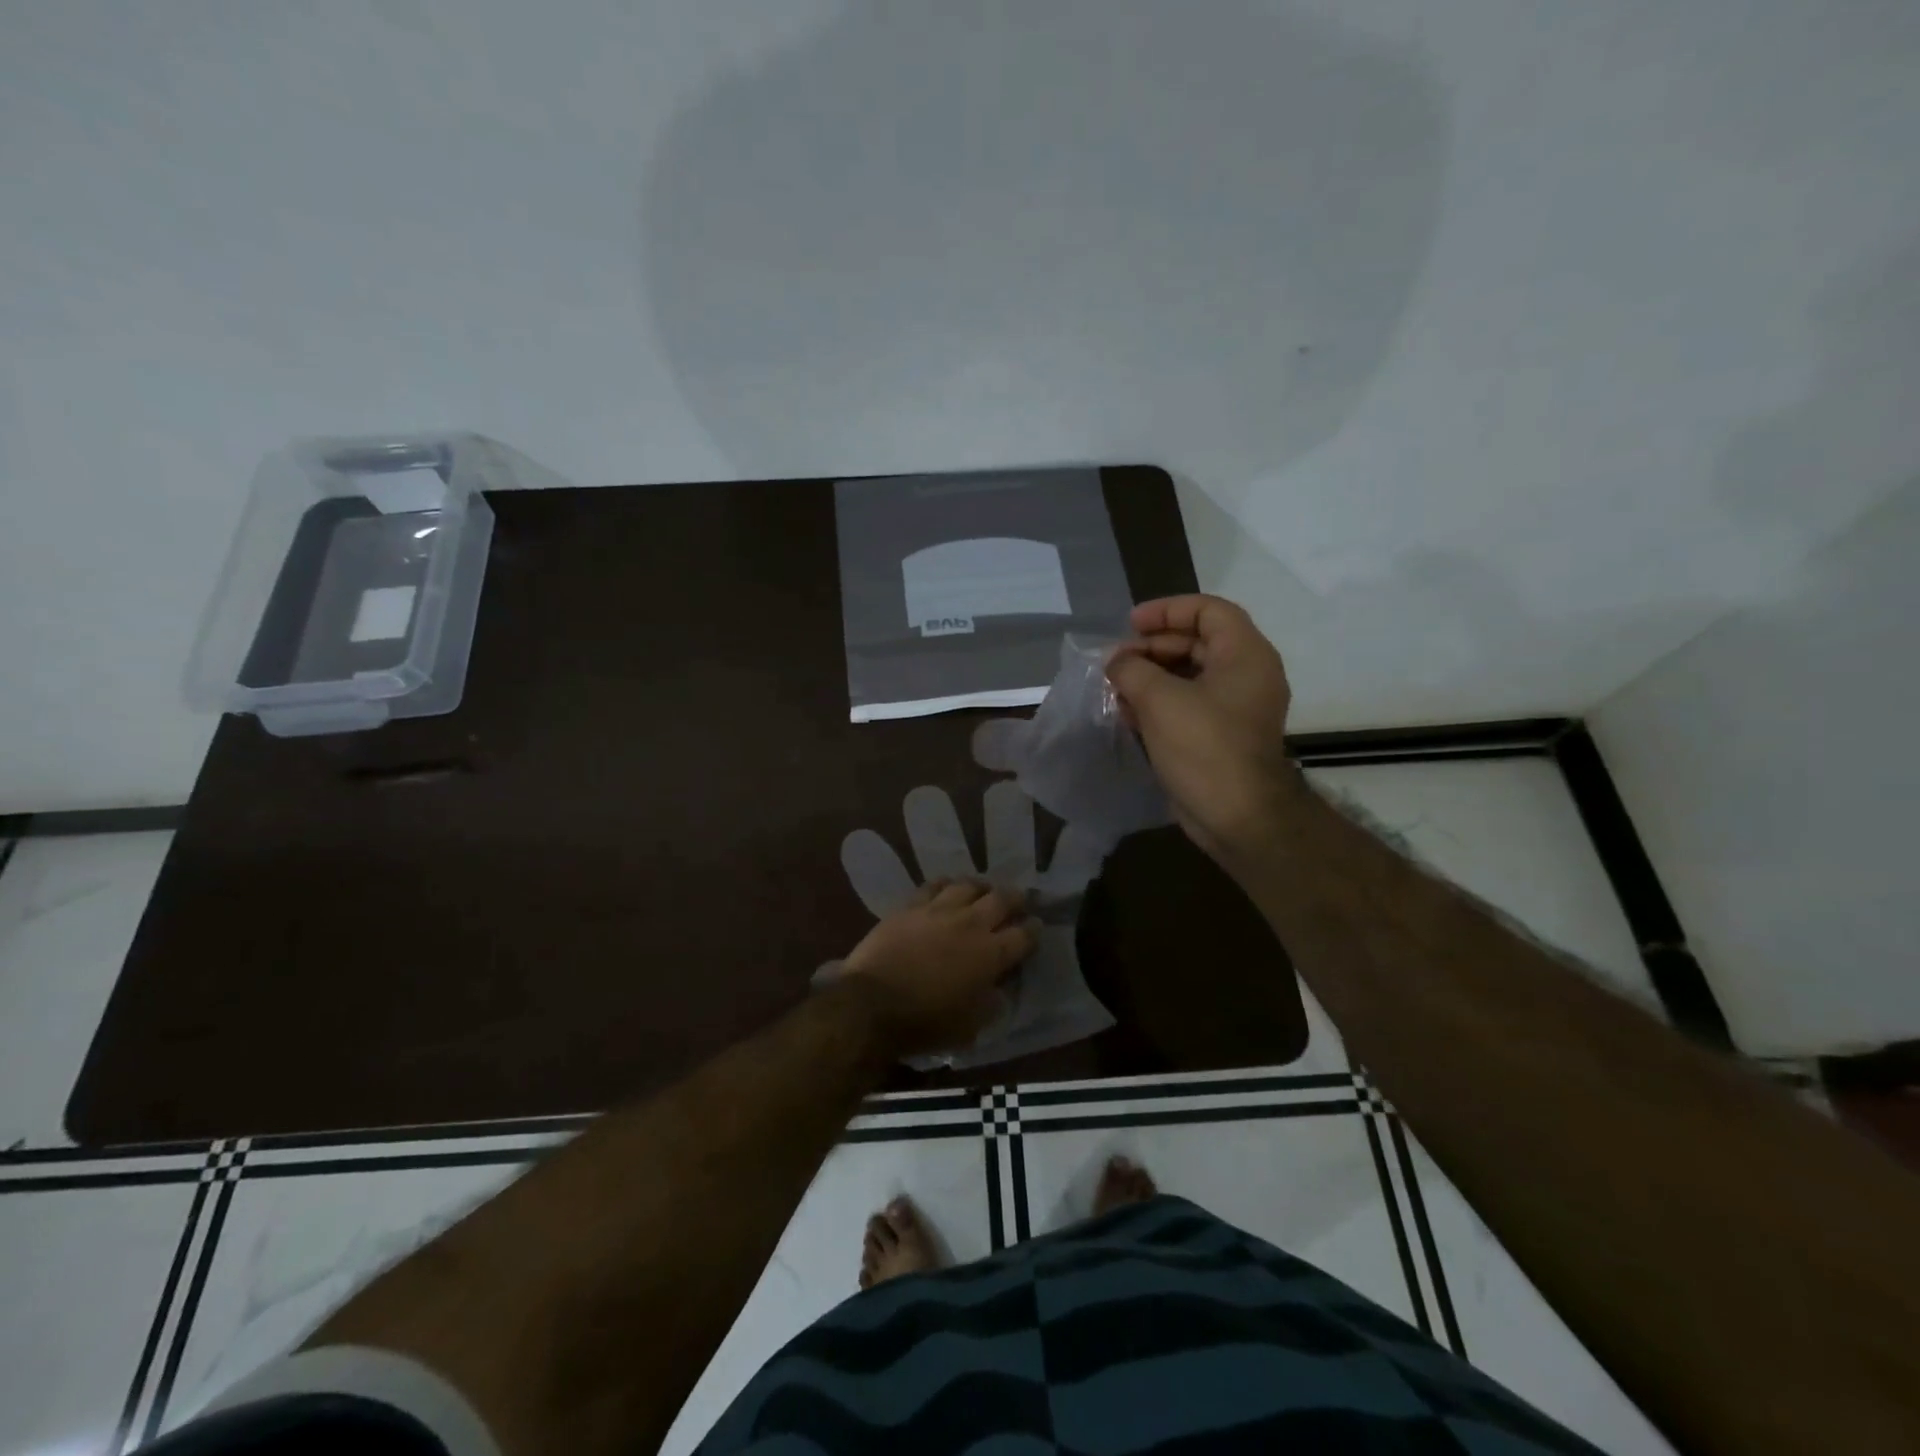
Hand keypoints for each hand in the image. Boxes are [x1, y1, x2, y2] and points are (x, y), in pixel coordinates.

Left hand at [840, 880, 1037, 1056]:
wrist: (872, 1003)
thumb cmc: (925, 1023)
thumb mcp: (970, 1027)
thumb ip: (990, 1004)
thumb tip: (998, 990)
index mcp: (991, 955)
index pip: (1023, 935)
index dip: (1033, 930)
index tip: (1036, 926)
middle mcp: (971, 924)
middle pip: (1002, 899)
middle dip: (1016, 898)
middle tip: (1019, 900)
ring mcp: (940, 910)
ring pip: (969, 885)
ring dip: (982, 887)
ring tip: (984, 890)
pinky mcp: (911, 905)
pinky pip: (935, 885)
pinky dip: (947, 884)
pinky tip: (948, 888)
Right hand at [1105, 594, 1300, 869]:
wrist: (1237, 816)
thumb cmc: (1204, 746)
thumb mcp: (1160, 700)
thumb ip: (1132, 669)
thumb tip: (1116, 661)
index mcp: (1244, 654)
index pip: (1208, 610)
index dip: (1167, 610)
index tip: (1130, 625)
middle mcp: (1245, 675)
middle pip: (1196, 642)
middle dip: (1152, 648)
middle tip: (1116, 661)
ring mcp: (1234, 707)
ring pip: (1188, 676)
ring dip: (1150, 677)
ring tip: (1115, 687)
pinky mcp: (1220, 735)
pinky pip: (1187, 705)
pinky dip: (1158, 703)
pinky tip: (1127, 713)